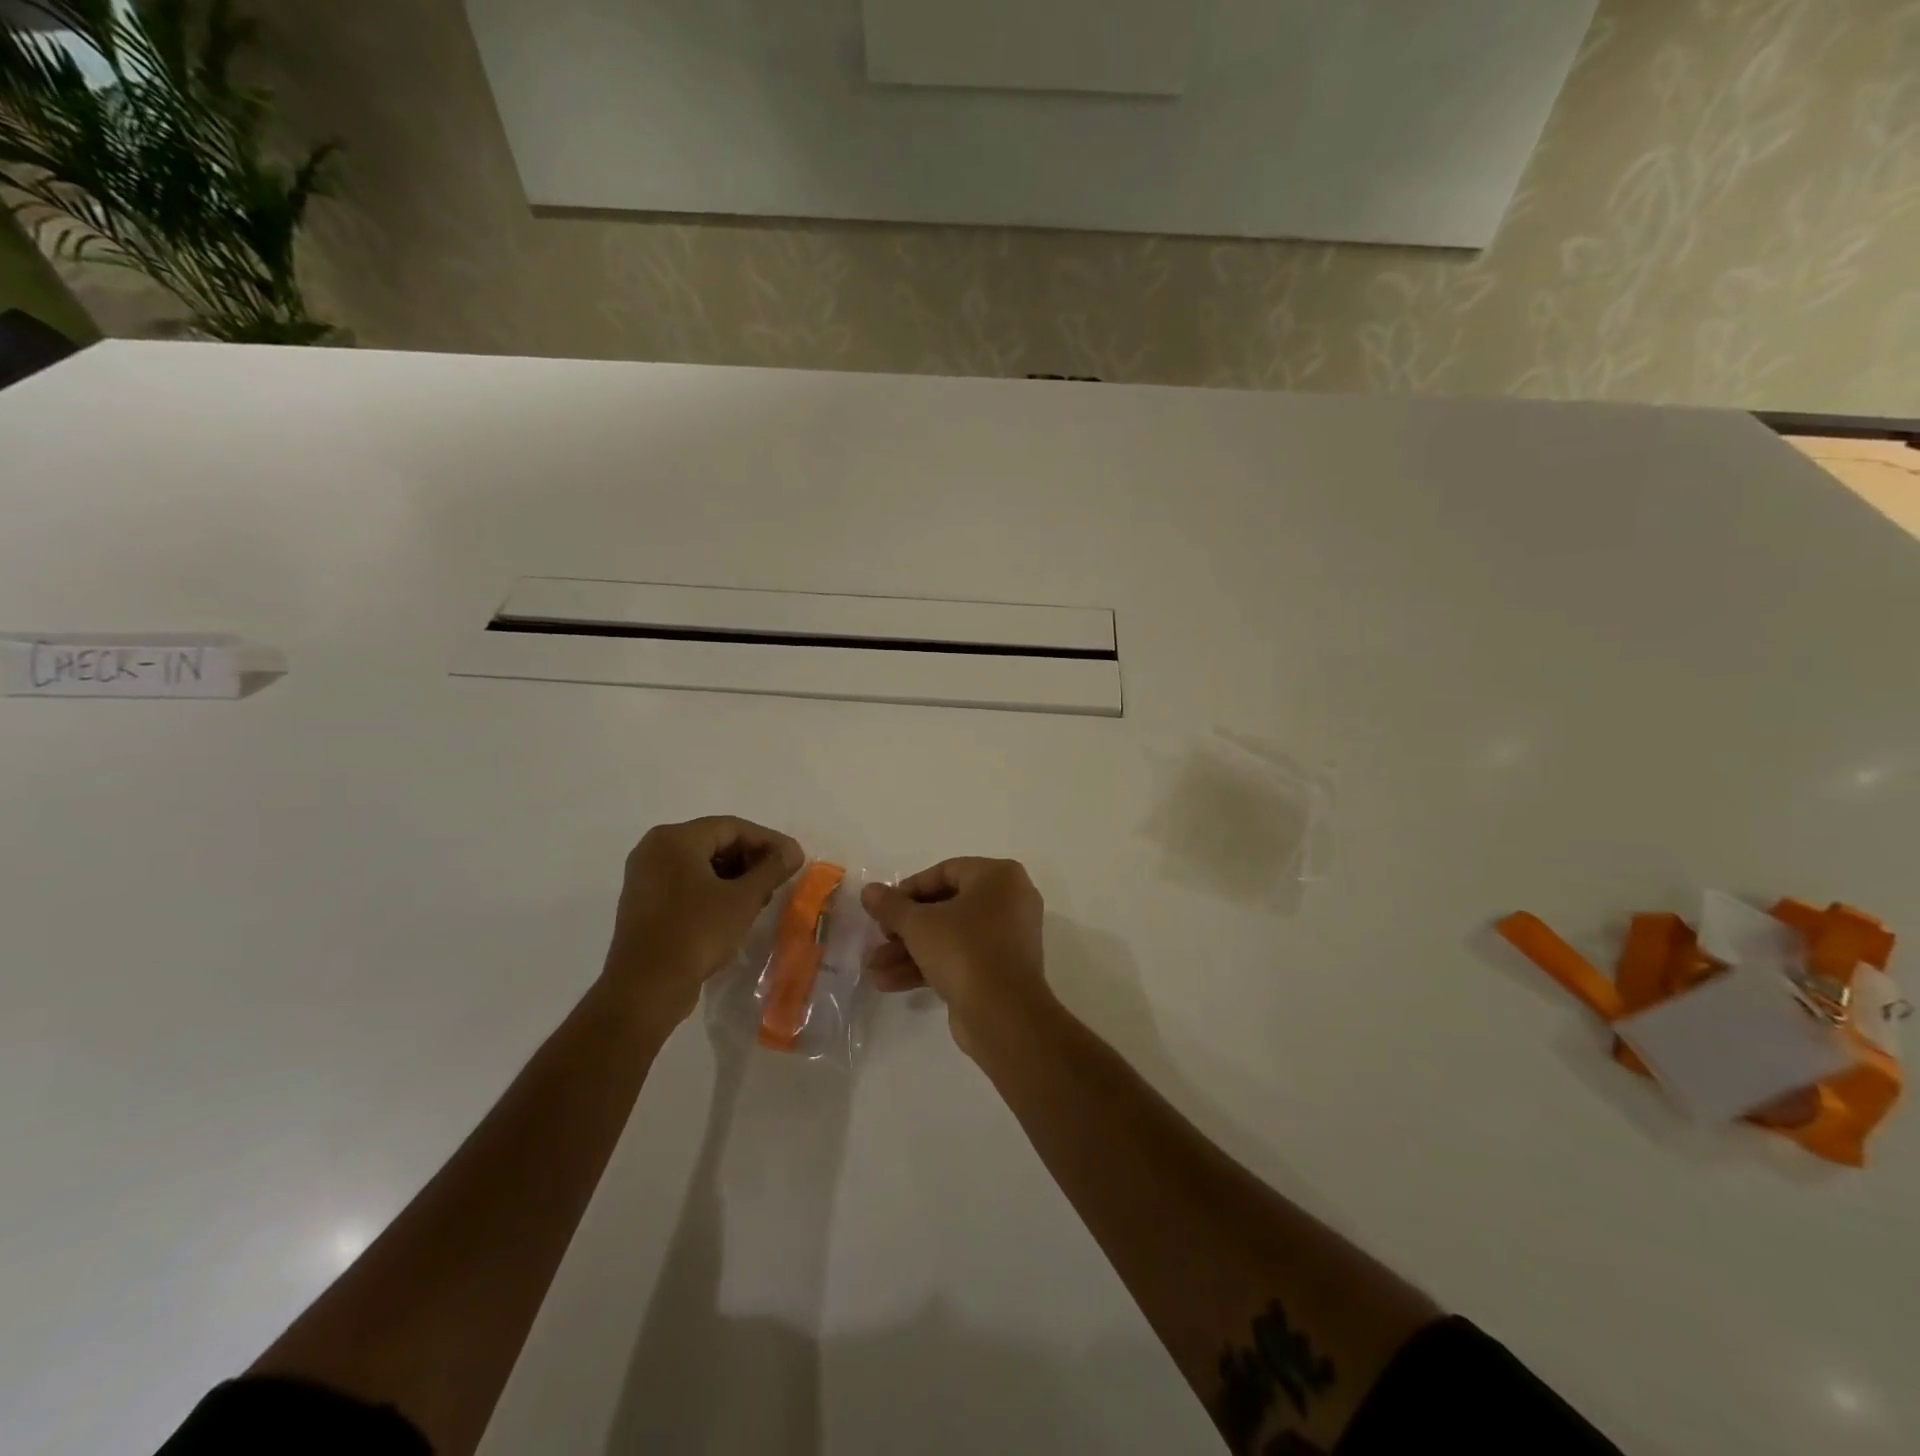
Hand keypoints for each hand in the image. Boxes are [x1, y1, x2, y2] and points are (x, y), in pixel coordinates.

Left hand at [603, 817, 802, 1032]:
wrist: (645, 988)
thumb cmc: (697, 933)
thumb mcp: (743, 899)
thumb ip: (772, 869)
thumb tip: (794, 851)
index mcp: (675, 838)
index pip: (733, 827)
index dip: (768, 841)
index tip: (794, 859)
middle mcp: (655, 848)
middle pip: (715, 842)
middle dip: (751, 859)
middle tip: (778, 879)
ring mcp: (645, 876)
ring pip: (701, 864)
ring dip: (735, 876)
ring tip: (761, 897)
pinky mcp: (644, 901)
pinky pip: (686, 882)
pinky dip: (713, 889)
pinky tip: (735, 909)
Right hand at [860, 858, 1050, 1052]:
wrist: (1004, 1015)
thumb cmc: (964, 950)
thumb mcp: (919, 924)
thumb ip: (891, 905)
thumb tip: (869, 890)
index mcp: (999, 877)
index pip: (946, 872)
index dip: (909, 889)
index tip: (883, 908)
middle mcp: (1009, 901)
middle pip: (946, 906)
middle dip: (905, 927)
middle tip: (879, 938)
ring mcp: (1007, 938)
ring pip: (950, 936)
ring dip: (910, 951)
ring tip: (874, 968)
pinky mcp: (1000, 970)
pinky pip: (961, 958)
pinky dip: (929, 966)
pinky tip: (889, 983)